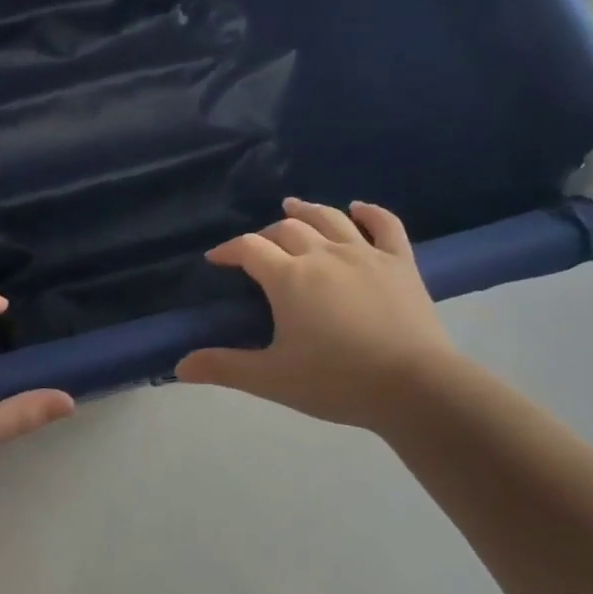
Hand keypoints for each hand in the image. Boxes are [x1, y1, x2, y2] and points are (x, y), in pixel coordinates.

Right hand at [176, 199, 459, 436]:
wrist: (413, 387)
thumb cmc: (336, 382)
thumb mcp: (273, 378)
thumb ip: (225, 368)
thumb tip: (179, 366)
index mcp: (289, 277)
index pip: (249, 248)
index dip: (229, 249)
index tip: (217, 258)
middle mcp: (323, 254)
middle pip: (287, 229)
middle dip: (266, 234)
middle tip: (258, 248)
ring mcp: (365, 254)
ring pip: (330, 218)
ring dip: (307, 210)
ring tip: (293, 205)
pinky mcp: (400, 262)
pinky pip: (385, 225)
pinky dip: (370, 212)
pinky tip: (358, 208)